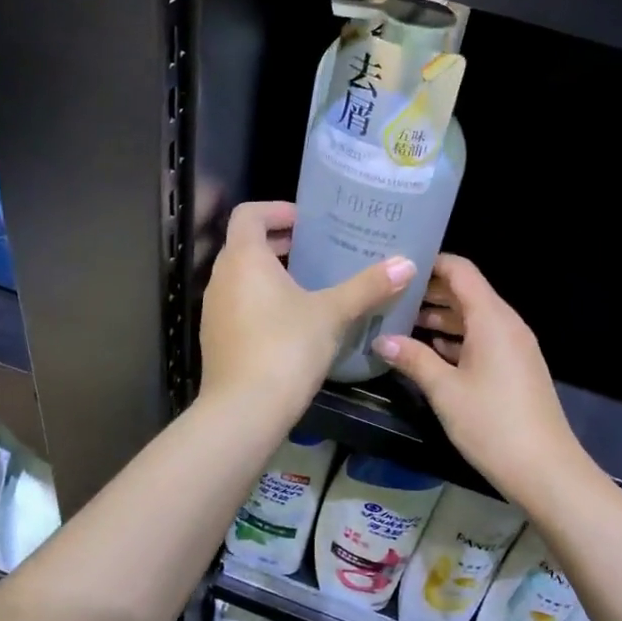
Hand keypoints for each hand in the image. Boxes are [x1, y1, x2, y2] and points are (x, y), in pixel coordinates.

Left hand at [200, 201, 415, 422]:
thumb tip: (407, 264)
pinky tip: (292, 322)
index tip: (307, 221)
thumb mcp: (332, 314)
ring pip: (241, 277)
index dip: (277, 210)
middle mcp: (221, 277)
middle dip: (280, 243)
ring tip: (310, 284)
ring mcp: (214, 310)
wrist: (244, 411)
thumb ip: (368, 286)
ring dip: (271, 274)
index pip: (249, 214)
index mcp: (244, 258)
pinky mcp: (216, 338)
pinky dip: (261, 301)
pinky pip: (239, 305)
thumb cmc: (286, 348)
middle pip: (245, 245)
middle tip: (318, 250)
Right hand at [373, 254, 588, 509]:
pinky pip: (483, 339)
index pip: (461, 270)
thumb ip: (413, 359)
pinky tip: (430, 350)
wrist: (546, 470)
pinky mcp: (516, 369)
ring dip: (442, 317)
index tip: (398, 265)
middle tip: (390, 294)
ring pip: (474, 318)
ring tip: (401, 321)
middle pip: (467, 292)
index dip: (431, 262)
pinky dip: (457, 338)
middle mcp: (506, 324)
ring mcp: (514, 347)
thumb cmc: (492, 423)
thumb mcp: (444, 390)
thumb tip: (381, 340)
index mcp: (492, 319)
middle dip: (430, 291)